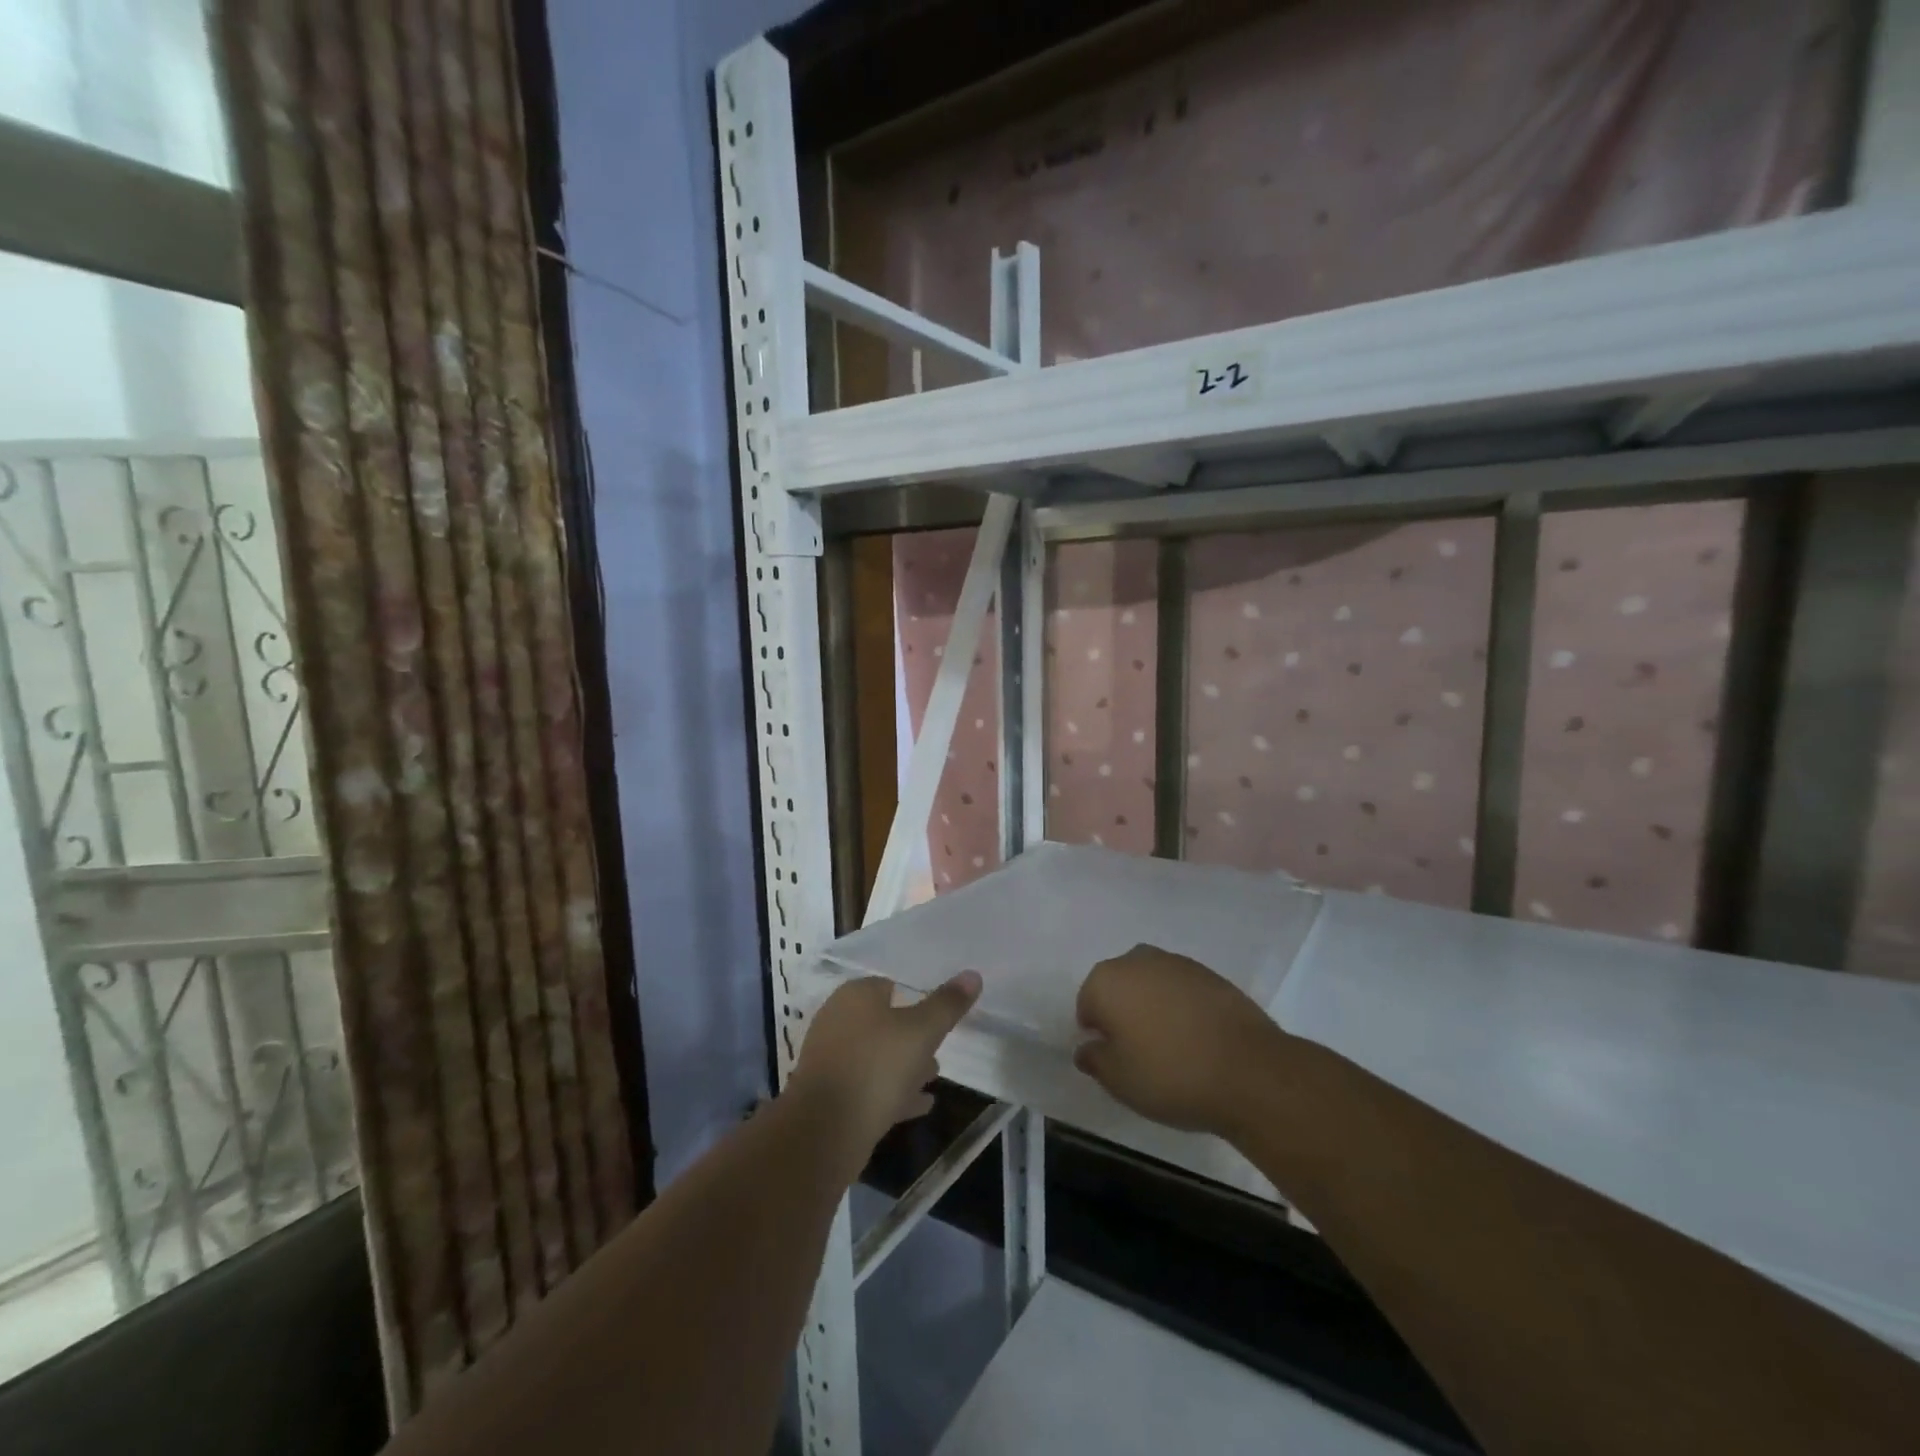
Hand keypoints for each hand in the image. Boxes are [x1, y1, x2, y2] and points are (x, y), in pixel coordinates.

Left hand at [788, 971, 981, 1170]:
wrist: (825, 1130)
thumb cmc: (876, 1066)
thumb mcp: (922, 1031)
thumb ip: (947, 1004)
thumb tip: (973, 974)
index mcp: (855, 996)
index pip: (889, 986)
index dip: (914, 998)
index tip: (938, 1016)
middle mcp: (838, 1020)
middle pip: (882, 1022)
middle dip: (911, 1035)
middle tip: (939, 1049)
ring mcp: (831, 1058)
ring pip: (876, 1055)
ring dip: (903, 1065)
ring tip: (934, 1077)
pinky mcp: (830, 1094)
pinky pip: (867, 1085)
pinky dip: (892, 1091)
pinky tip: (919, 1105)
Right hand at [1074, 945, 1286, 1136]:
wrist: (1249, 1071)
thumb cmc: (1170, 1075)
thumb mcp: (1118, 1080)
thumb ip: (1094, 1059)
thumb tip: (1086, 1048)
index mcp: (1107, 980)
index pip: (1087, 1004)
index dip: (1097, 1034)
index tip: (1114, 1059)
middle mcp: (1137, 960)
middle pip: (1119, 987)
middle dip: (1123, 1013)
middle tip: (1139, 1053)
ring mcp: (1177, 963)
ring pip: (1151, 985)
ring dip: (1153, 1007)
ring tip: (1171, 1047)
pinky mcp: (1210, 974)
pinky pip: (1182, 990)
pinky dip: (1182, 1008)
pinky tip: (1197, 1039)